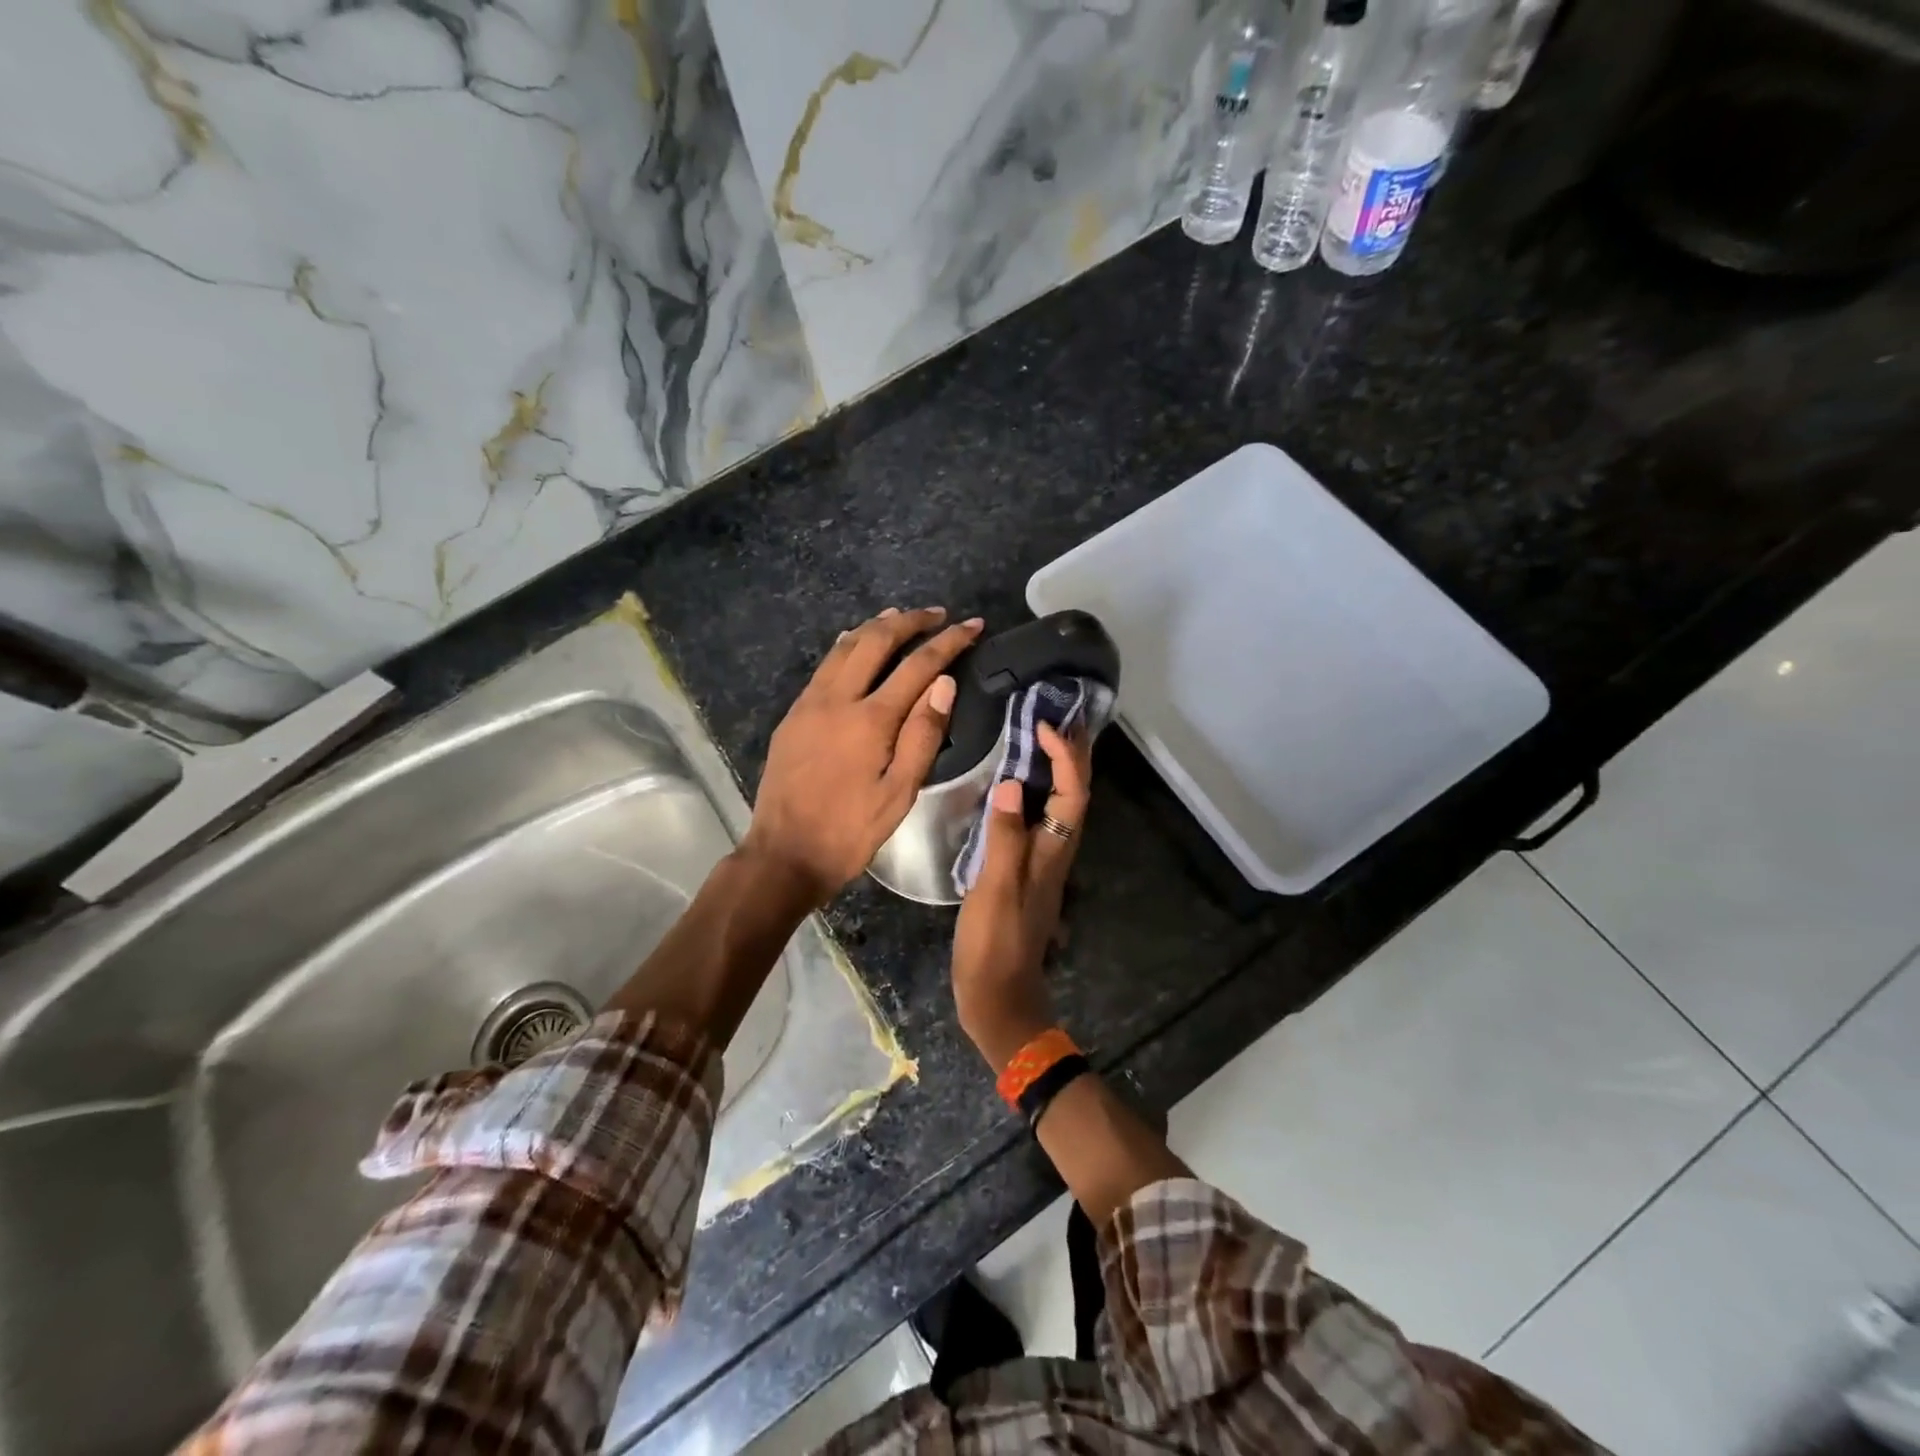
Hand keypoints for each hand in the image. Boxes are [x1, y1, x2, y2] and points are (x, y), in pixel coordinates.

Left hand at [743, 606, 983, 906]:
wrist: (784, 853)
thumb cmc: (850, 831)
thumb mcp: (899, 793)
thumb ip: (923, 735)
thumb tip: (944, 683)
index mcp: (870, 719)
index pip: (919, 666)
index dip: (949, 642)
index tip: (973, 626)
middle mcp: (837, 699)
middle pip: (876, 640)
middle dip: (910, 621)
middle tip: (938, 614)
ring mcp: (809, 703)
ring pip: (844, 647)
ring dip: (876, 626)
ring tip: (900, 616)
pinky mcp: (793, 714)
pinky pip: (825, 666)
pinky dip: (848, 646)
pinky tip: (856, 645)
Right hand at [951, 722, 1091, 1070]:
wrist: (998, 995)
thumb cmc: (994, 944)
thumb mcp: (994, 889)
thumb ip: (1003, 838)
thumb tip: (1009, 784)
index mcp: (1052, 853)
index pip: (1071, 793)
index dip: (1066, 757)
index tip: (1045, 725)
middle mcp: (1056, 852)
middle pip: (1075, 795)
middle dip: (1073, 756)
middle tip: (1058, 718)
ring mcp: (1042, 863)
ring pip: (1060, 806)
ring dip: (1058, 770)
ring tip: (1040, 739)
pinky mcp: (1026, 871)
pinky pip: (1040, 820)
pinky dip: (1036, 793)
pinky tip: (1015, 787)